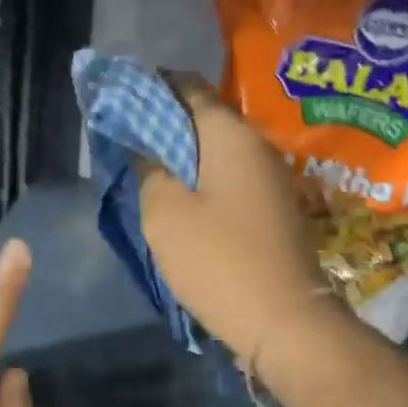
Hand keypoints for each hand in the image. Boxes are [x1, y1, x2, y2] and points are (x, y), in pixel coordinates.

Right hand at [137, 72, 336, 368]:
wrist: (283, 318)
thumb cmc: (218, 259)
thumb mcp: (165, 213)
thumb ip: (150, 171)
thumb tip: (148, 153)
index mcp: (230, 135)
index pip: (188, 88)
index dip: (153, 88)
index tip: (123, 99)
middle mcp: (257, 146)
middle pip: (206, 119)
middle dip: (167, 123)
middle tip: (129, 139)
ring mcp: (271, 178)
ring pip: (218, 151)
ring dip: (185, 154)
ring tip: (149, 168)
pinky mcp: (275, 208)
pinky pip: (231, 178)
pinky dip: (204, 179)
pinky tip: (182, 197)